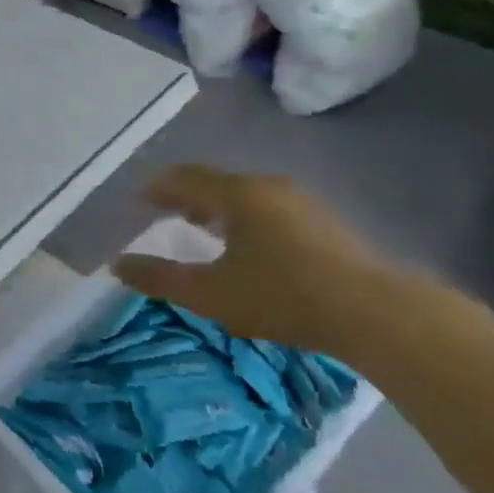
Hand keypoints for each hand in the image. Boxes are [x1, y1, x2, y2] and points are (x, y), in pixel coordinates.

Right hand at [113, 165, 400, 362]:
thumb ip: (159, 278)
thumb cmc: (283, 296)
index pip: (184, 178)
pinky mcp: (324, 223)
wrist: (376, 314)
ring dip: (216, 207)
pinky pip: (268, 208)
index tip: (136, 201)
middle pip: (215, 182)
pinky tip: (247, 245)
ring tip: (200, 227)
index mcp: (237, 194)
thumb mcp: (210, 294)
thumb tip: (117, 264)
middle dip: (185, 196)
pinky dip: (244, 218)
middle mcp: (268, 187)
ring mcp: (301, 202)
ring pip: (245, 195)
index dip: (155, 188)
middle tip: (163, 213)